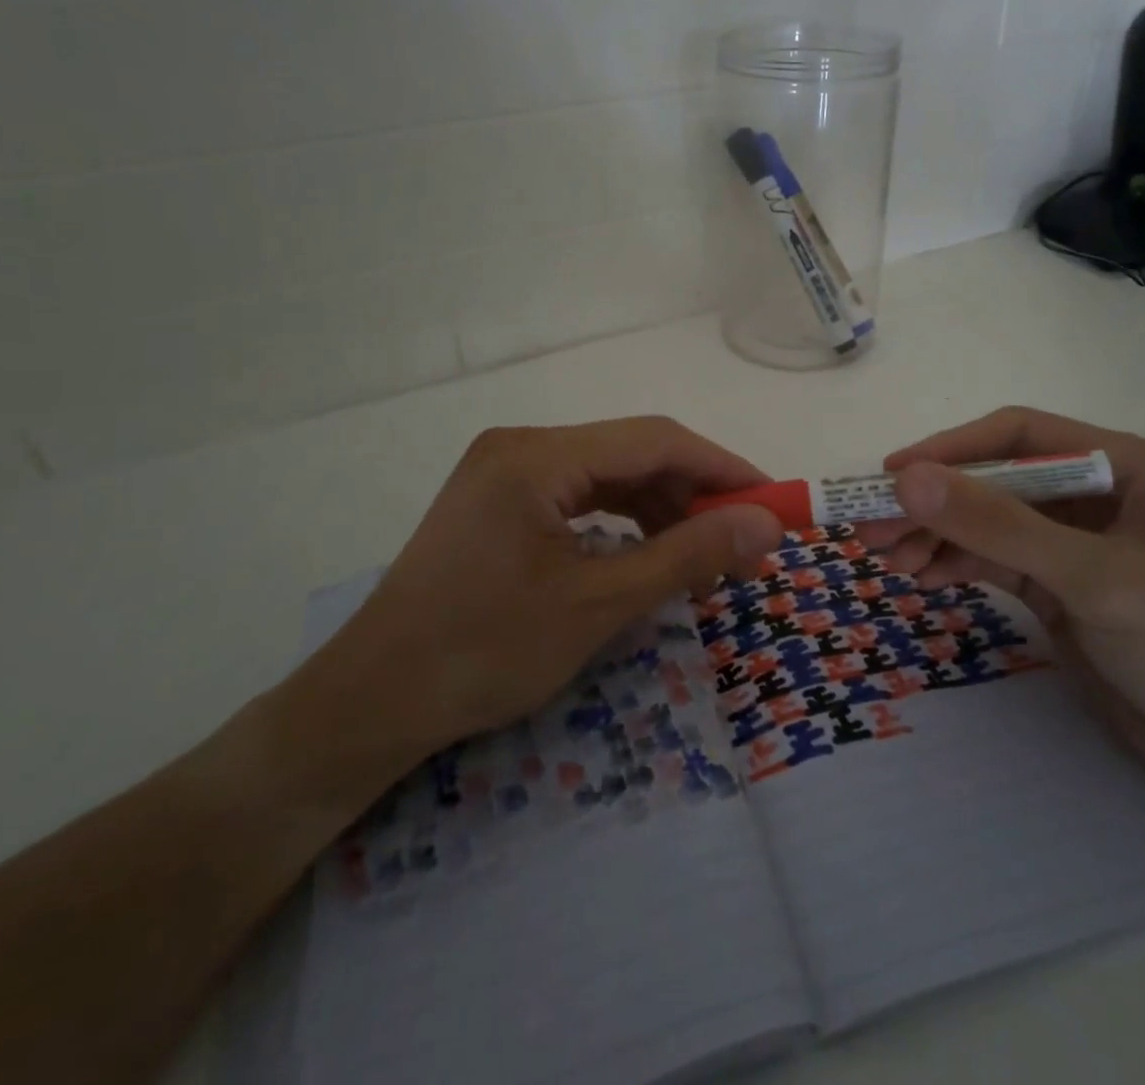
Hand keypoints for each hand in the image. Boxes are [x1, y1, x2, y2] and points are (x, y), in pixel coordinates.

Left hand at [282, 418, 782, 803]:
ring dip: (663, 511)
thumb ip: (688, 554)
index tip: (774, 504)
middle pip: (632, 454)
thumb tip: (767, 525)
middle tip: (744, 547)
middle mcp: (522, 446)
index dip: (723, 468)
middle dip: (695, 495)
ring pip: (609, 476)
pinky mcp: (500, 503)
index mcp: (538, 454)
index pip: (655, 440)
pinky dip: (624, 523)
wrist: (370, 704)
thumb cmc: (484, 652)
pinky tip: (649, 554)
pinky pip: (581, 498)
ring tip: (703, 560)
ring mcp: (506, 473)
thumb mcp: (598, 604)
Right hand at [860, 407, 1144, 798]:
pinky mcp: (1058, 585)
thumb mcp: (1093, 577)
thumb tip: (908, 479)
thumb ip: (999, 525)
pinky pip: (992, 559)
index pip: (1018, 435)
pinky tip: (918, 576)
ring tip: (886, 558)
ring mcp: (1072, 542)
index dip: (951, 449)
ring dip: (935, 535)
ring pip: (986, 521)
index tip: (892, 475)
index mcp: (1120, 464)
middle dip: (934, 502)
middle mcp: (1092, 493)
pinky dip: (953, 563)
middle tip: (871, 525)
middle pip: (993, 480)